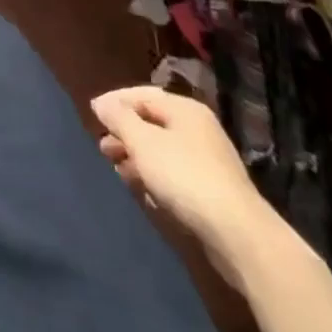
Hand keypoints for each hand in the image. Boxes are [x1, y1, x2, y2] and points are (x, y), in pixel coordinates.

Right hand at [91, 86, 270, 257]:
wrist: (238, 236)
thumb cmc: (184, 176)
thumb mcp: (142, 142)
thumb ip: (118, 118)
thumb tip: (101, 103)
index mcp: (185, 110)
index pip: (142, 95)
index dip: (115, 103)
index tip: (92, 116)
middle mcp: (198, 130)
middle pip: (151, 124)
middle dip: (124, 135)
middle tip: (103, 149)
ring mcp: (208, 162)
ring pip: (162, 152)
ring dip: (137, 159)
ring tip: (119, 173)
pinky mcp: (212, 193)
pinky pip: (175, 176)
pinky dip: (156, 180)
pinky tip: (145, 194)